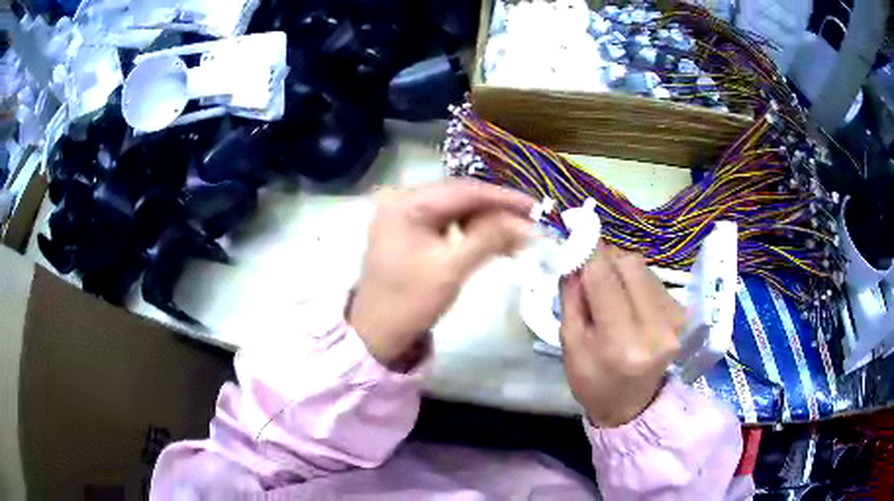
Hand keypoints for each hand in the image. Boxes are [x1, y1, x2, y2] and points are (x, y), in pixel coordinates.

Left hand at [349, 179, 533, 368]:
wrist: (377, 333)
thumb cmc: (409, 301)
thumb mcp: (451, 269)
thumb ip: (489, 238)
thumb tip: (527, 222)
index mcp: (406, 203)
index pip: (464, 190)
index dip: (503, 197)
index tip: (536, 207)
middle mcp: (403, 200)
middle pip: (460, 196)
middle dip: (497, 210)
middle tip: (531, 221)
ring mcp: (405, 215)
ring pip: (456, 210)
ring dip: (487, 221)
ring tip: (517, 236)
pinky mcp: (410, 232)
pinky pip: (447, 223)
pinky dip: (471, 231)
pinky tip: (494, 242)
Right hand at [560, 245, 685, 426]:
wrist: (631, 404)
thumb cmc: (593, 380)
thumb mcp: (570, 343)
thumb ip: (572, 296)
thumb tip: (574, 254)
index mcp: (621, 344)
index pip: (604, 279)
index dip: (589, 252)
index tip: (575, 233)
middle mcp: (655, 329)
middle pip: (629, 264)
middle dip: (605, 258)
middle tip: (590, 269)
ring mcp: (674, 321)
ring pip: (643, 267)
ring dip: (621, 268)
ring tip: (609, 290)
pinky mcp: (682, 314)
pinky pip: (654, 278)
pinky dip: (635, 279)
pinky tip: (628, 298)